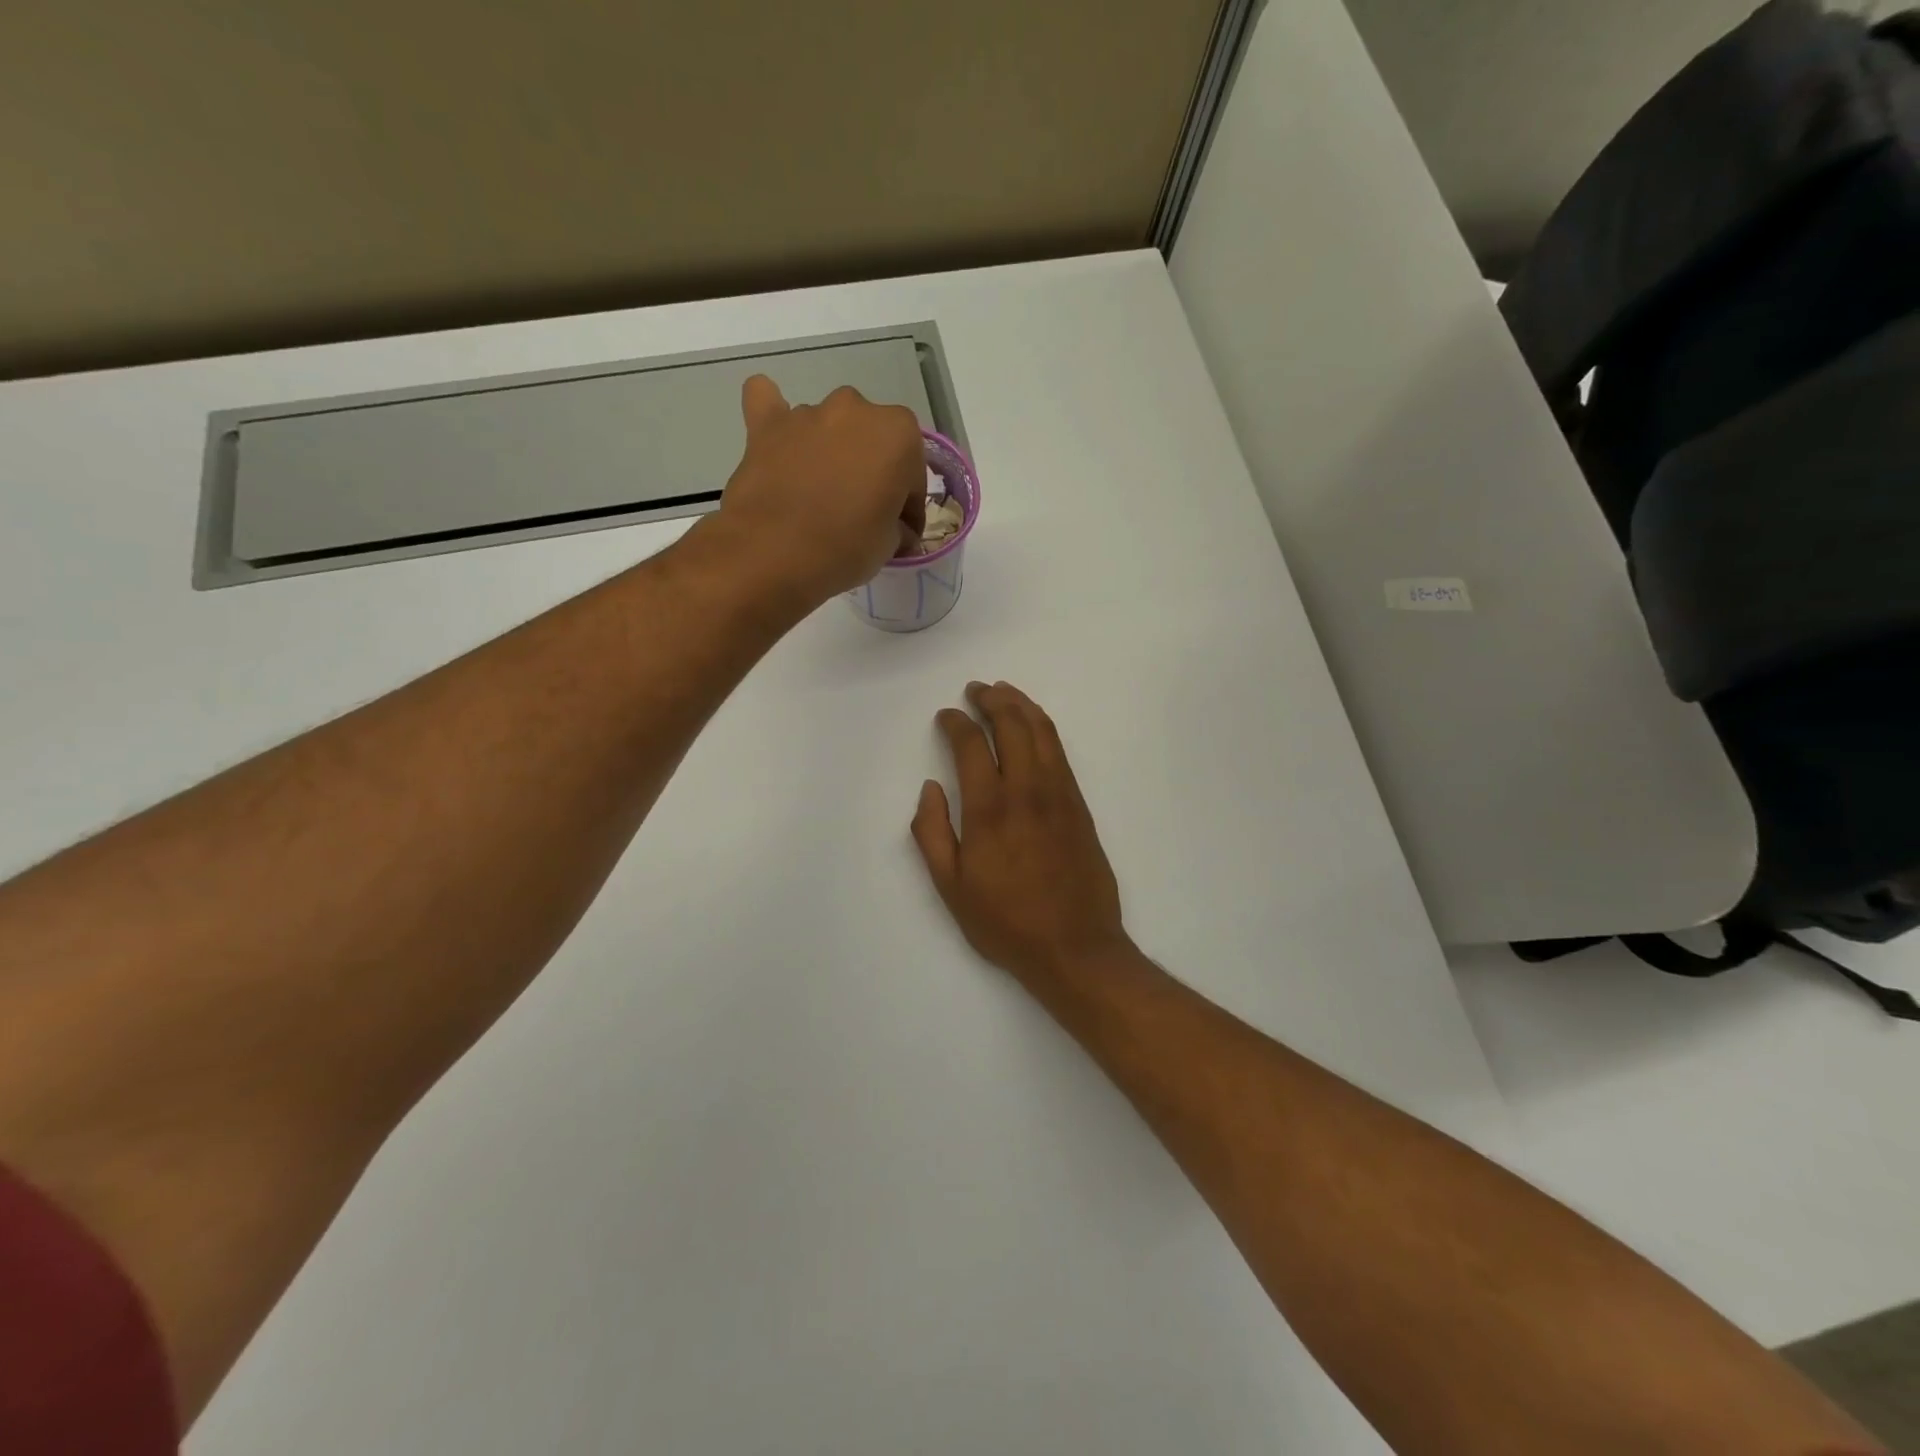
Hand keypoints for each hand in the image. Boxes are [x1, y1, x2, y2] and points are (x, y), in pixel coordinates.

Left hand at [708, 374, 925, 603]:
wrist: (773, 552)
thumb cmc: (845, 547)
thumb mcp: (890, 545)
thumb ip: (897, 525)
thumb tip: (895, 528)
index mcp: (899, 433)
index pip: (912, 473)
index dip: (908, 506)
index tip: (900, 531)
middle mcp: (856, 409)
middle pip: (872, 442)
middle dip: (872, 471)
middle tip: (862, 511)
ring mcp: (809, 412)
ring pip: (830, 428)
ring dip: (832, 453)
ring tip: (820, 493)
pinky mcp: (766, 424)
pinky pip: (771, 404)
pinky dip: (778, 418)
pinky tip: (778, 437)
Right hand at [911, 681, 1129, 984]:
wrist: (1076, 947)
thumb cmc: (1006, 923)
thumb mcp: (952, 888)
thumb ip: (933, 834)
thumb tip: (930, 788)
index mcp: (989, 810)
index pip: (971, 746)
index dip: (956, 722)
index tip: (946, 715)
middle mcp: (1026, 791)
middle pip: (1012, 725)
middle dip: (991, 700)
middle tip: (975, 690)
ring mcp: (1059, 795)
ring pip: (1042, 732)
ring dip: (1021, 705)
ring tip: (1004, 693)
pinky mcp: (1079, 805)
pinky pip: (1060, 752)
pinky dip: (1044, 727)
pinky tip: (1033, 725)